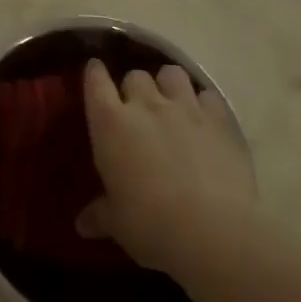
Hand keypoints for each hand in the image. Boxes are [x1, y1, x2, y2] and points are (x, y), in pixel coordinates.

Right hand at [77, 57, 256, 283]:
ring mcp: (184, 107)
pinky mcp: (219, 119)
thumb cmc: (151, 225)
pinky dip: (204, 103)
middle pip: (135, 75)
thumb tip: (81, 225)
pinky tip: (205, 119)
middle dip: (134, 87)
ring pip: (171, 74)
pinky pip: (208, 96)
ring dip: (168, 84)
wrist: (213, 230)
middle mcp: (145, 104)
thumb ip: (100, 215)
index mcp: (110, 122)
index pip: (95, 81)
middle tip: (137, 107)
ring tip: (172, 102)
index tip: (95, 71)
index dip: (95, 73)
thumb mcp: (117, 223)